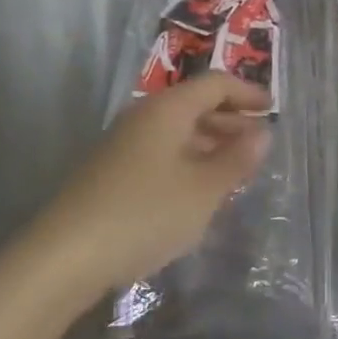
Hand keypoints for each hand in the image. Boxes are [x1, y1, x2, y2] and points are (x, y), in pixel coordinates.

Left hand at [35, 73, 271, 298]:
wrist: (66, 254)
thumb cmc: (145, 213)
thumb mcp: (202, 190)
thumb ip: (235, 160)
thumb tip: (262, 132)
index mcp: (168, 108)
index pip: (214, 84)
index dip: (246, 92)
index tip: (271, 109)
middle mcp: (145, 115)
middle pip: (195, 104)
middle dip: (229, 120)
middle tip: (258, 145)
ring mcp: (125, 142)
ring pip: (177, 131)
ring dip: (209, 143)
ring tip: (235, 170)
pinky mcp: (112, 170)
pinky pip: (161, 152)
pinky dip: (188, 161)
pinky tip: (197, 192)